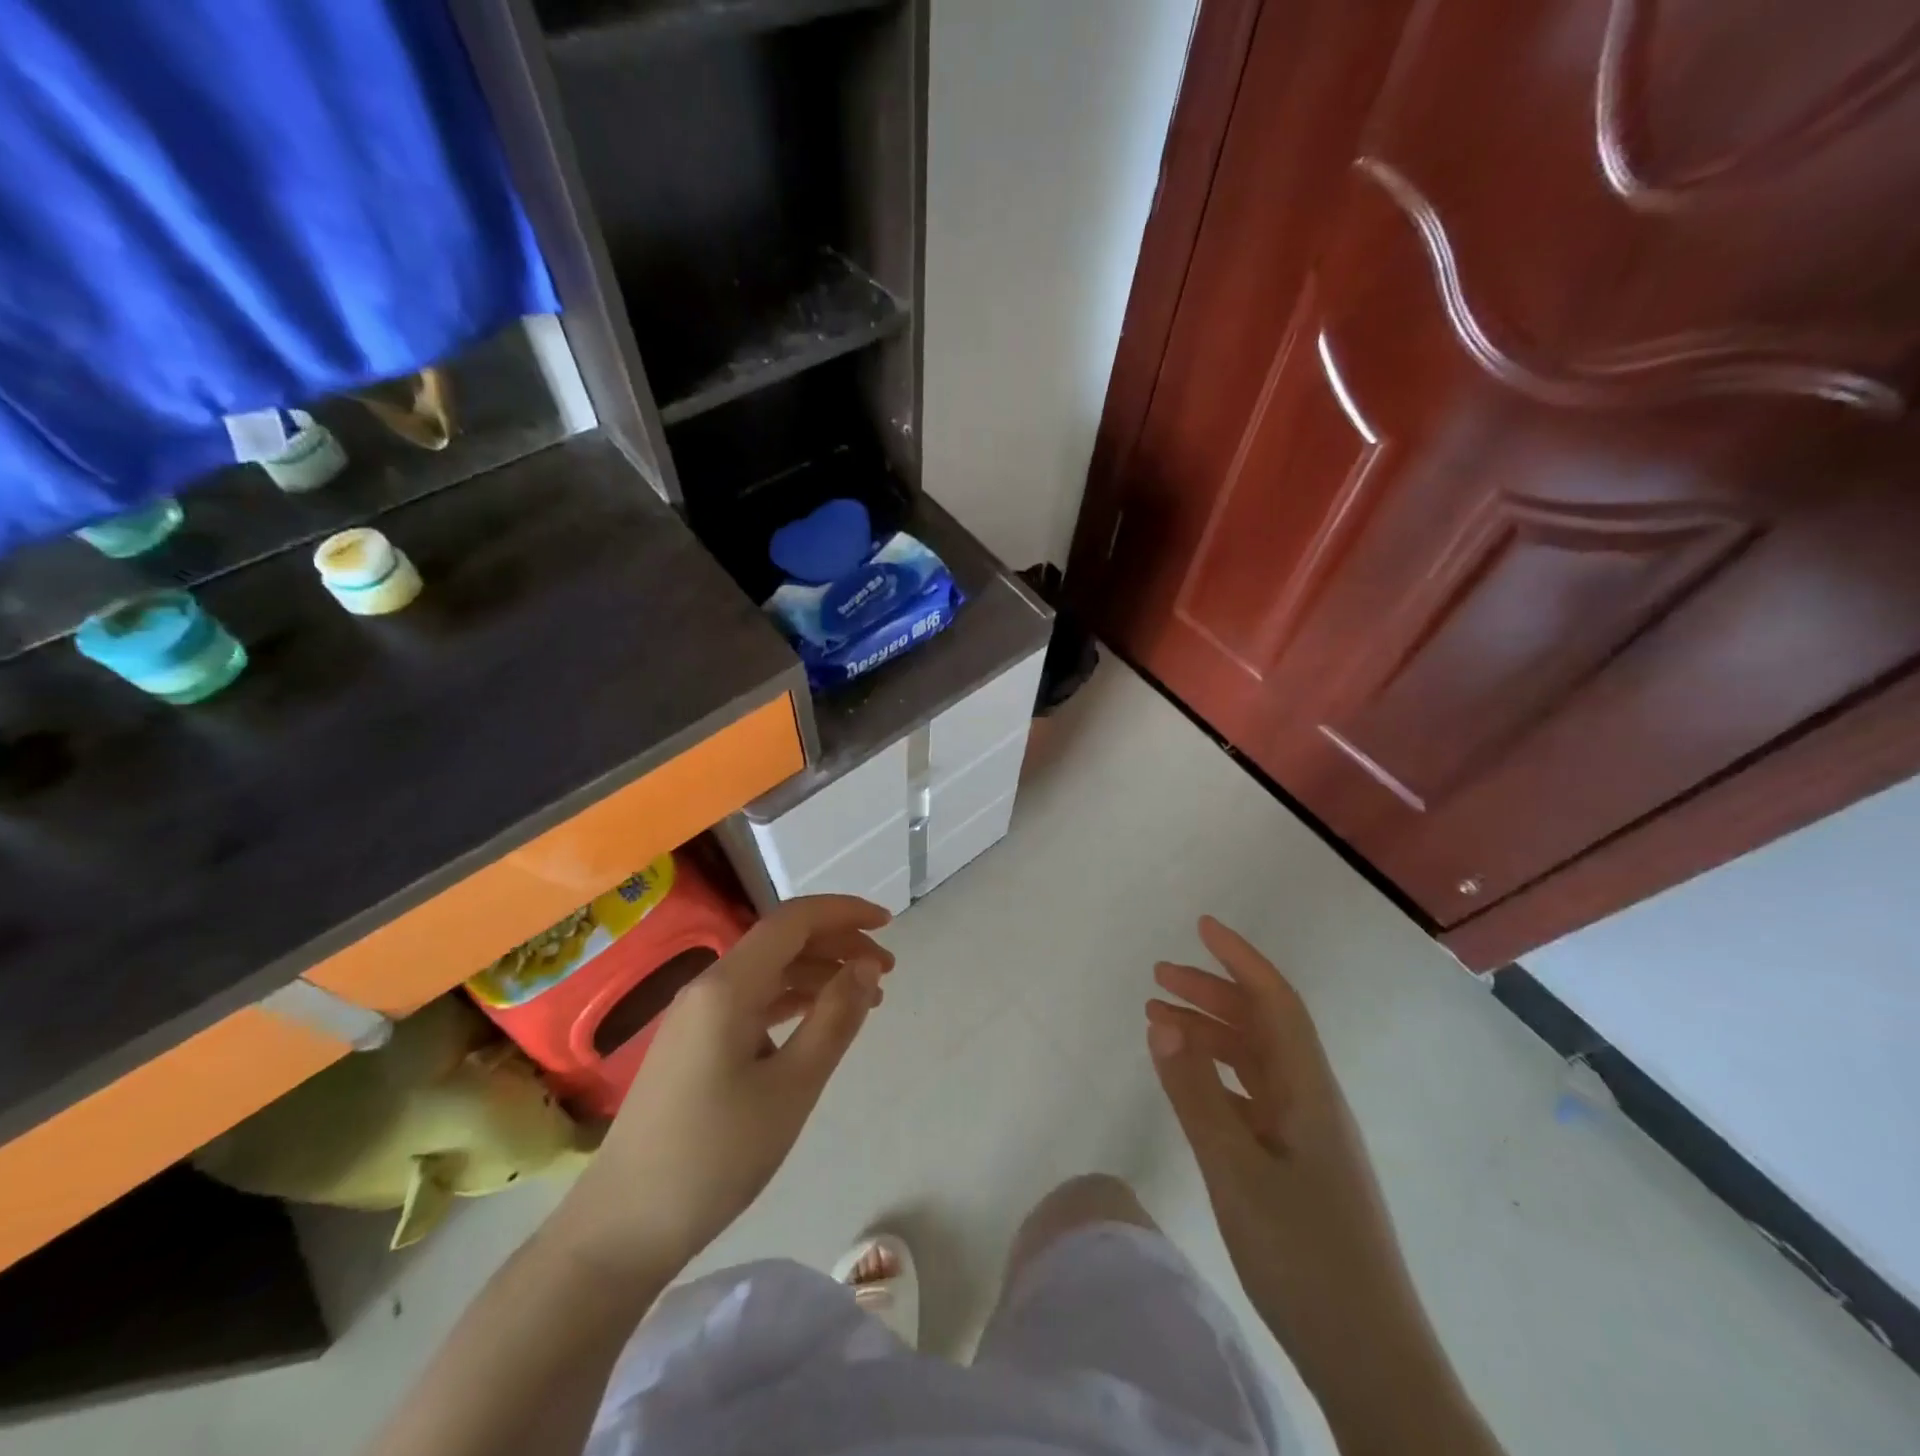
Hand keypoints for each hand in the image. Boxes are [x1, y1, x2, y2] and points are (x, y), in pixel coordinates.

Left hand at [556, 895, 892, 1280]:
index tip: (888, 925)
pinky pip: (752, 1001)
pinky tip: (818, 1020)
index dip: (845, 913)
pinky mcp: (694, 1043)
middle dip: (838, 944)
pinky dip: (793, 1000)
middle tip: (886, 971)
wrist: (623, 1228)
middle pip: (782, 941)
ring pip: (768, 971)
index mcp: (728, 986)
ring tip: (866, 998)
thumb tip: (866, 966)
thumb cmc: (715, 1156)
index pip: (794, 920)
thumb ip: (834, 1018)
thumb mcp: (791, 1087)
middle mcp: (709, 986)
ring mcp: (696, 1015)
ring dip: (819, 973)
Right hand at [1147, 917, 1492, 1455]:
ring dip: (1210, 1034)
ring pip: (1254, 1062)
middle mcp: (1311, 1102)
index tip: (1202, 927)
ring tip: (1159, 1021)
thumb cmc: (1305, 1258)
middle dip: (1212, 992)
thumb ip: (1195, 1093)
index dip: (1240, 959)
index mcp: (1309, 1091)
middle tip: (1158, 977)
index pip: (1276, 1002)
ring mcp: (1306, 1136)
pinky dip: (1216, 1077)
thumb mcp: (1235, 1170)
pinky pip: (1251, 1098)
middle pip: (1261, 1026)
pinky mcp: (1296, 1166)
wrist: (1371, 1362)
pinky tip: (1188, 1083)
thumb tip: (1162, 1021)